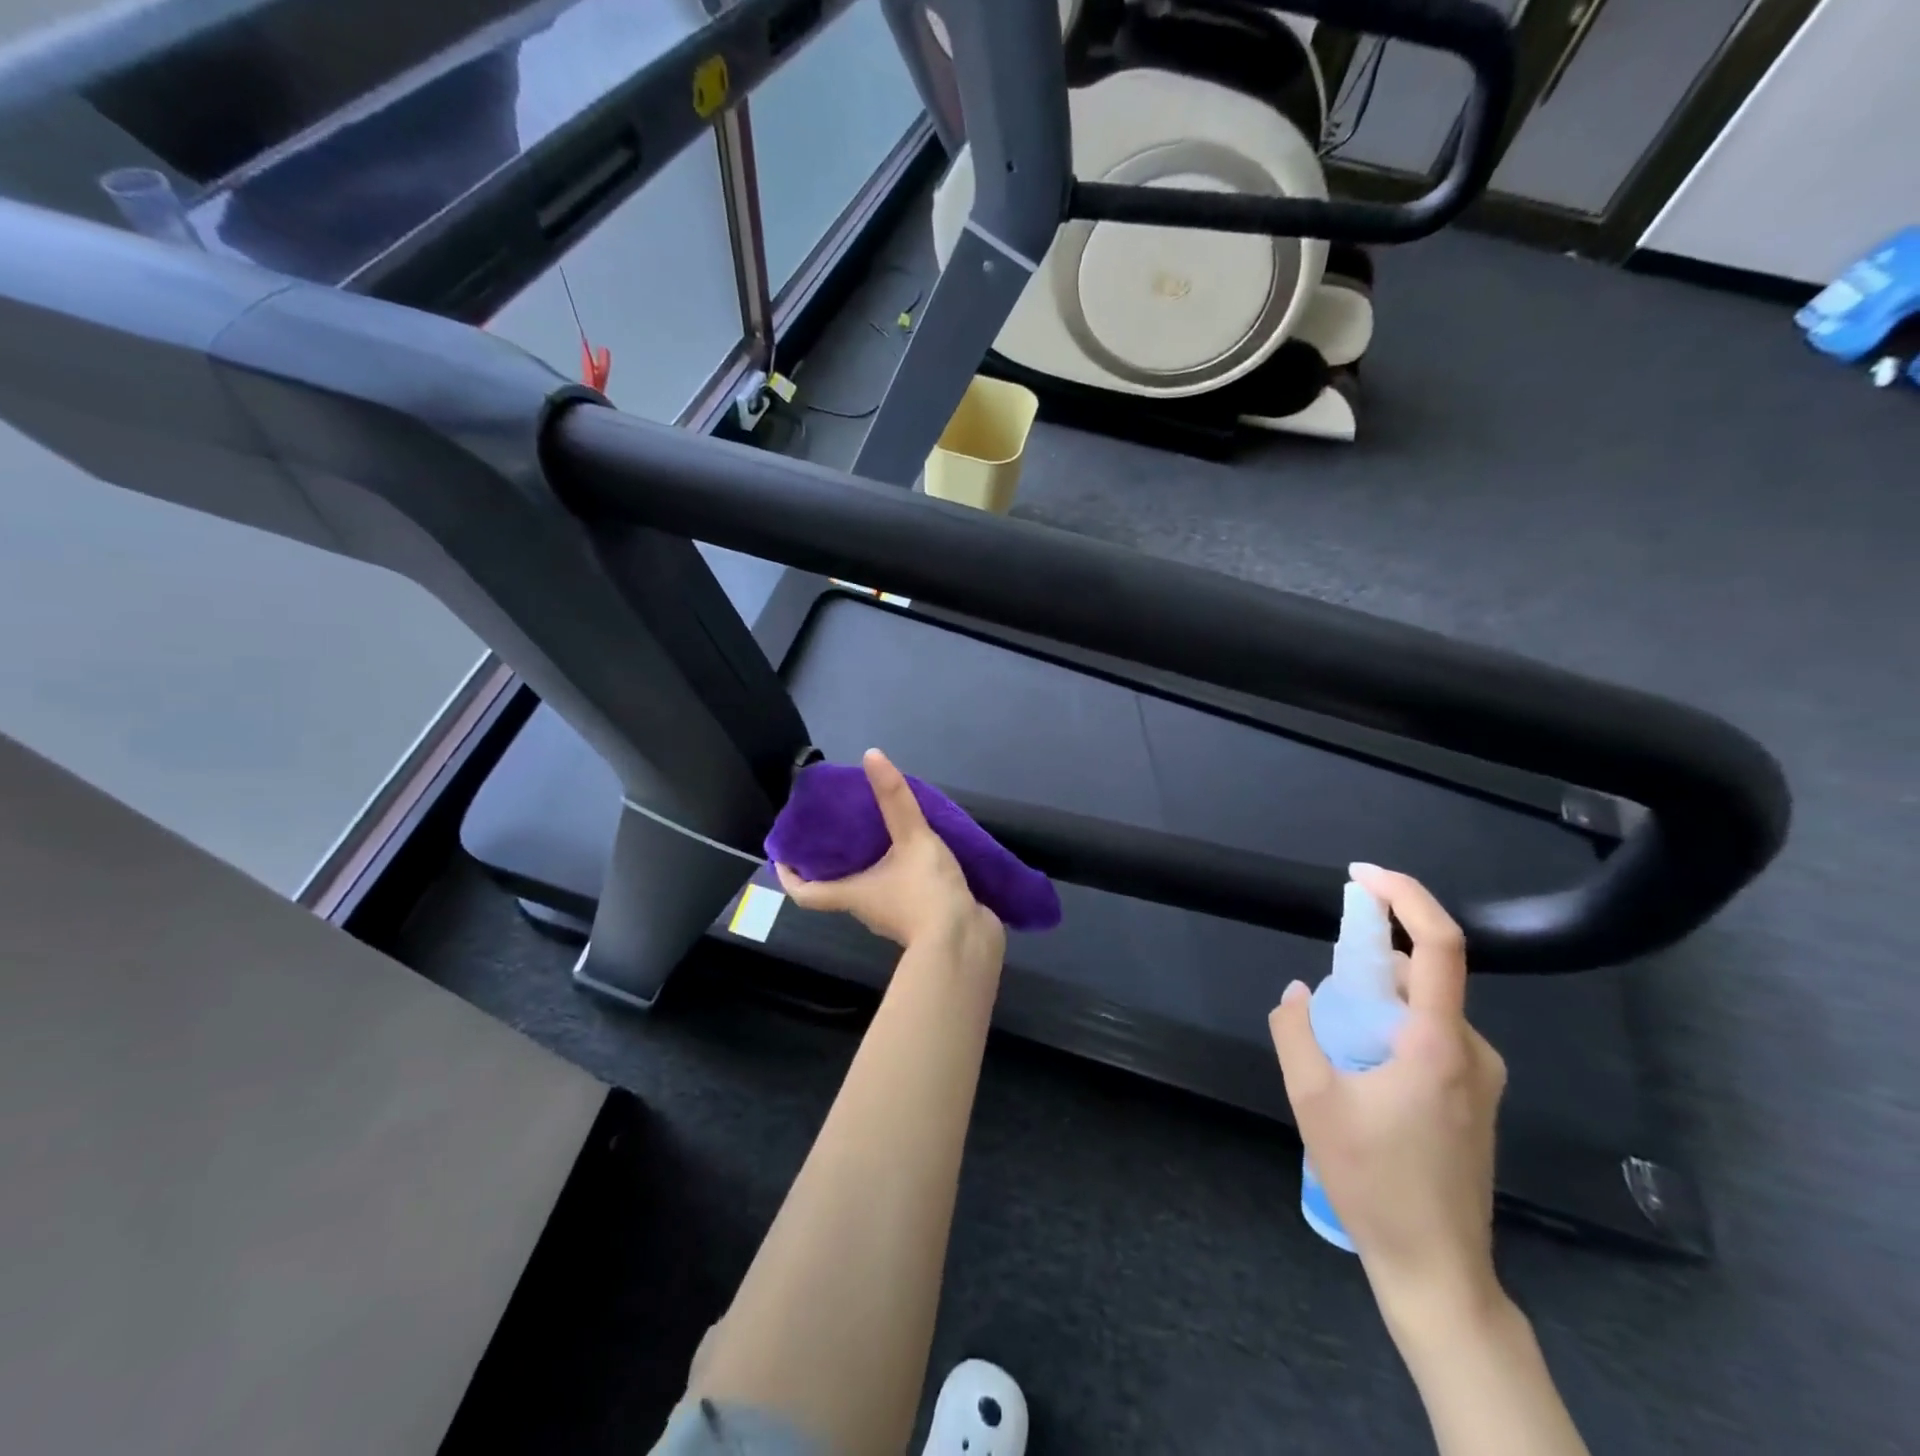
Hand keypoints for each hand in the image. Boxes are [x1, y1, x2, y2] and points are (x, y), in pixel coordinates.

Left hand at [774, 749, 1004, 955]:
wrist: (966, 943)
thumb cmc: (926, 893)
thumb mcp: (912, 838)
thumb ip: (894, 799)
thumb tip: (871, 755)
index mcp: (852, 894)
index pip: (806, 893)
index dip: (789, 877)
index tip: (782, 858)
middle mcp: (867, 908)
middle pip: (838, 886)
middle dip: (834, 861)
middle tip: (836, 829)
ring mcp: (896, 916)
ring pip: (872, 887)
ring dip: (870, 864)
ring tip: (878, 831)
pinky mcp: (922, 918)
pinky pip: (902, 891)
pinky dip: (900, 872)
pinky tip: (916, 851)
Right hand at [1268, 864, 1507, 1337]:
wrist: (1437, 1269)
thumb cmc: (1373, 1182)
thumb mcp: (1312, 1101)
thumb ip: (1296, 1032)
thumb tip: (1297, 992)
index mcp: (1438, 1043)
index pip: (1439, 944)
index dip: (1405, 896)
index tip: (1361, 876)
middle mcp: (1472, 1050)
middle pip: (1424, 973)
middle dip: (1370, 958)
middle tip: (1325, 984)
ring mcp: (1481, 1076)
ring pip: (1425, 1006)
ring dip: (1378, 997)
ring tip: (1335, 1039)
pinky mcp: (1477, 1098)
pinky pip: (1433, 1034)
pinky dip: (1393, 1024)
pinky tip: (1361, 1067)